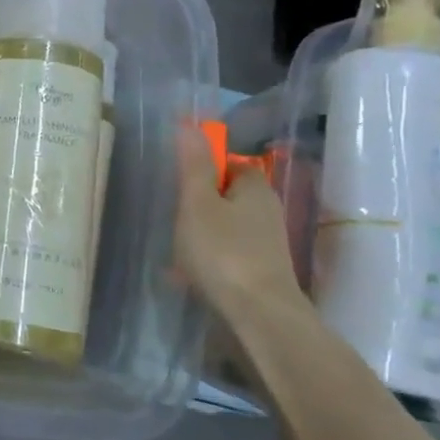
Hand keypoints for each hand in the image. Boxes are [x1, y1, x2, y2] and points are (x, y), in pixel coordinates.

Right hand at [173, 127, 303, 324]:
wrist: (259, 315)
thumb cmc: (223, 252)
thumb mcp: (198, 203)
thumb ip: (193, 165)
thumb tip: (190, 123)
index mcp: (255, 187)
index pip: (229, 163)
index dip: (202, 169)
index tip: (177, 185)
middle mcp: (267, 210)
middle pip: (226, 196)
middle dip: (198, 205)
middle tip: (172, 219)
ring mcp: (267, 243)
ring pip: (225, 227)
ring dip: (200, 234)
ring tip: (176, 252)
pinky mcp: (261, 270)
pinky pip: (228, 253)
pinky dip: (209, 259)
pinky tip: (189, 276)